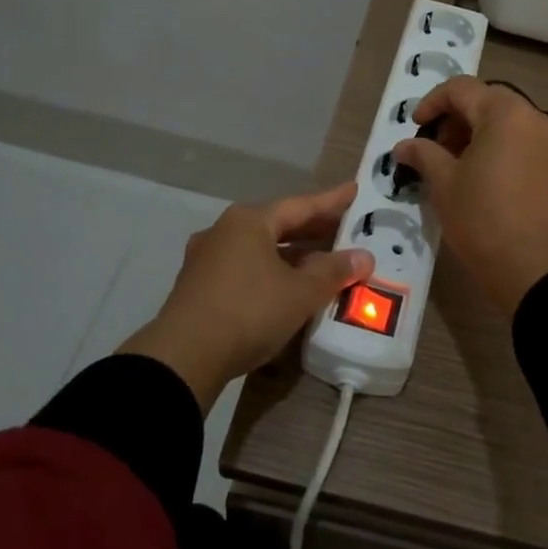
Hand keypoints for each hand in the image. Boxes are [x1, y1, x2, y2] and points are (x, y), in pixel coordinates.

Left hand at [121, 183, 373, 410]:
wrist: (184, 357)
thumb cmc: (248, 311)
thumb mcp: (300, 293)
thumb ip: (333, 272)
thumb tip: (363, 257)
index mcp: (249, 221)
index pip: (300, 205)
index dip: (331, 200)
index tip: (355, 190)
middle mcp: (225, 231)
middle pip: (278, 225)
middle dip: (313, 230)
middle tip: (346, 229)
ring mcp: (207, 259)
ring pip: (261, 249)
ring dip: (293, 255)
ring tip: (323, 261)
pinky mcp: (200, 287)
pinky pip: (246, 269)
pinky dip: (272, 272)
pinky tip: (288, 287)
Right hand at [391, 77, 547, 317]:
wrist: (532, 269)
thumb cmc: (482, 218)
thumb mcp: (443, 183)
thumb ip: (422, 153)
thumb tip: (404, 146)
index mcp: (507, 113)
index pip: (462, 89)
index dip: (432, 103)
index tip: (415, 127)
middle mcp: (536, 118)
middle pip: (487, 102)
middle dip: (454, 119)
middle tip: (431, 148)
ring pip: (505, 123)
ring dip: (475, 134)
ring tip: (451, 165)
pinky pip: (521, 143)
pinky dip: (496, 148)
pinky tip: (477, 175)